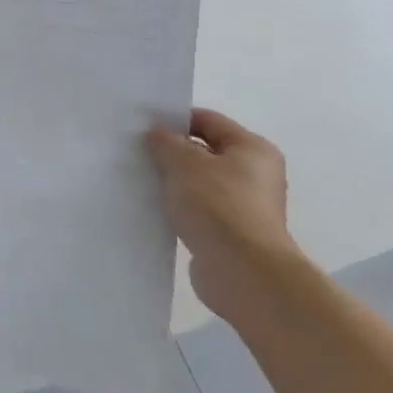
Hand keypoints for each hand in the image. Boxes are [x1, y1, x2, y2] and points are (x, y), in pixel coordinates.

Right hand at [147, 109, 297, 326]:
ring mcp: (244, 206)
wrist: (243, 273)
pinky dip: (178, 206)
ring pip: (199, 182)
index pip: (208, 121)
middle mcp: (255, 175)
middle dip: (172, 151)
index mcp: (253, 149)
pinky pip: (198, 209)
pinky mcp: (231, 234)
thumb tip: (157, 135)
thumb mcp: (184, 163)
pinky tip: (153, 207)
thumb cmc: (219, 206)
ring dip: (173, 181)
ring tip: (140, 179)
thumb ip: (166, 142)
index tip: (142, 126)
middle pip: (205, 151)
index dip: (175, 120)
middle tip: (136, 151)